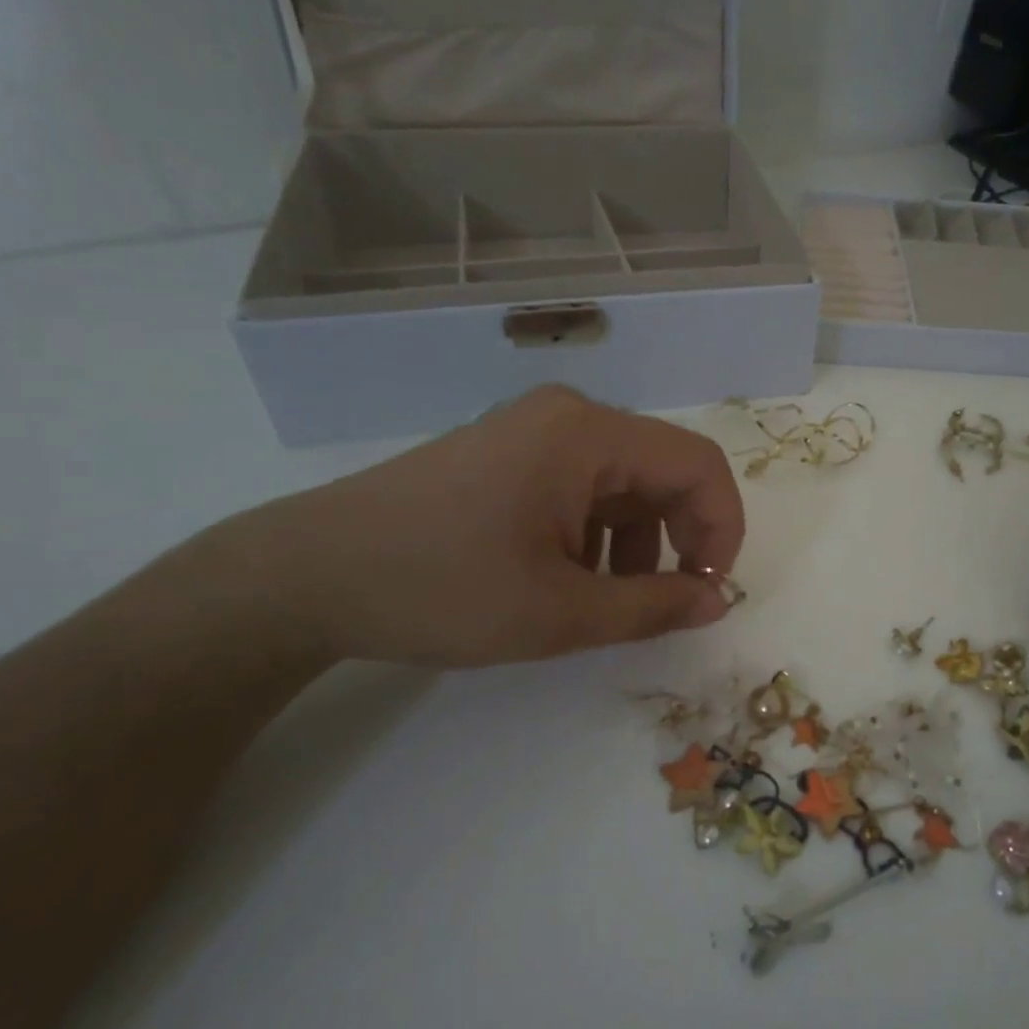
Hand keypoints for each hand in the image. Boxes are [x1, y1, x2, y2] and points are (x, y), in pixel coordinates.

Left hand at [219, 386, 744, 668]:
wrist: (305, 576)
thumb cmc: (439, 588)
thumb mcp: (559, 612)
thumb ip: (653, 606)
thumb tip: (717, 601)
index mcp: (587, 434)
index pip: (697, 464)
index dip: (723, 528)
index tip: (710, 590)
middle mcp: (567, 416)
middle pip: (662, 469)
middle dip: (680, 538)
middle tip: (667, 603)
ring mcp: (532, 431)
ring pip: (622, 482)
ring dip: (637, 542)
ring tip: (608, 601)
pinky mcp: (507, 454)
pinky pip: (581, 486)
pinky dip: (597, 533)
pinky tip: (568, 579)